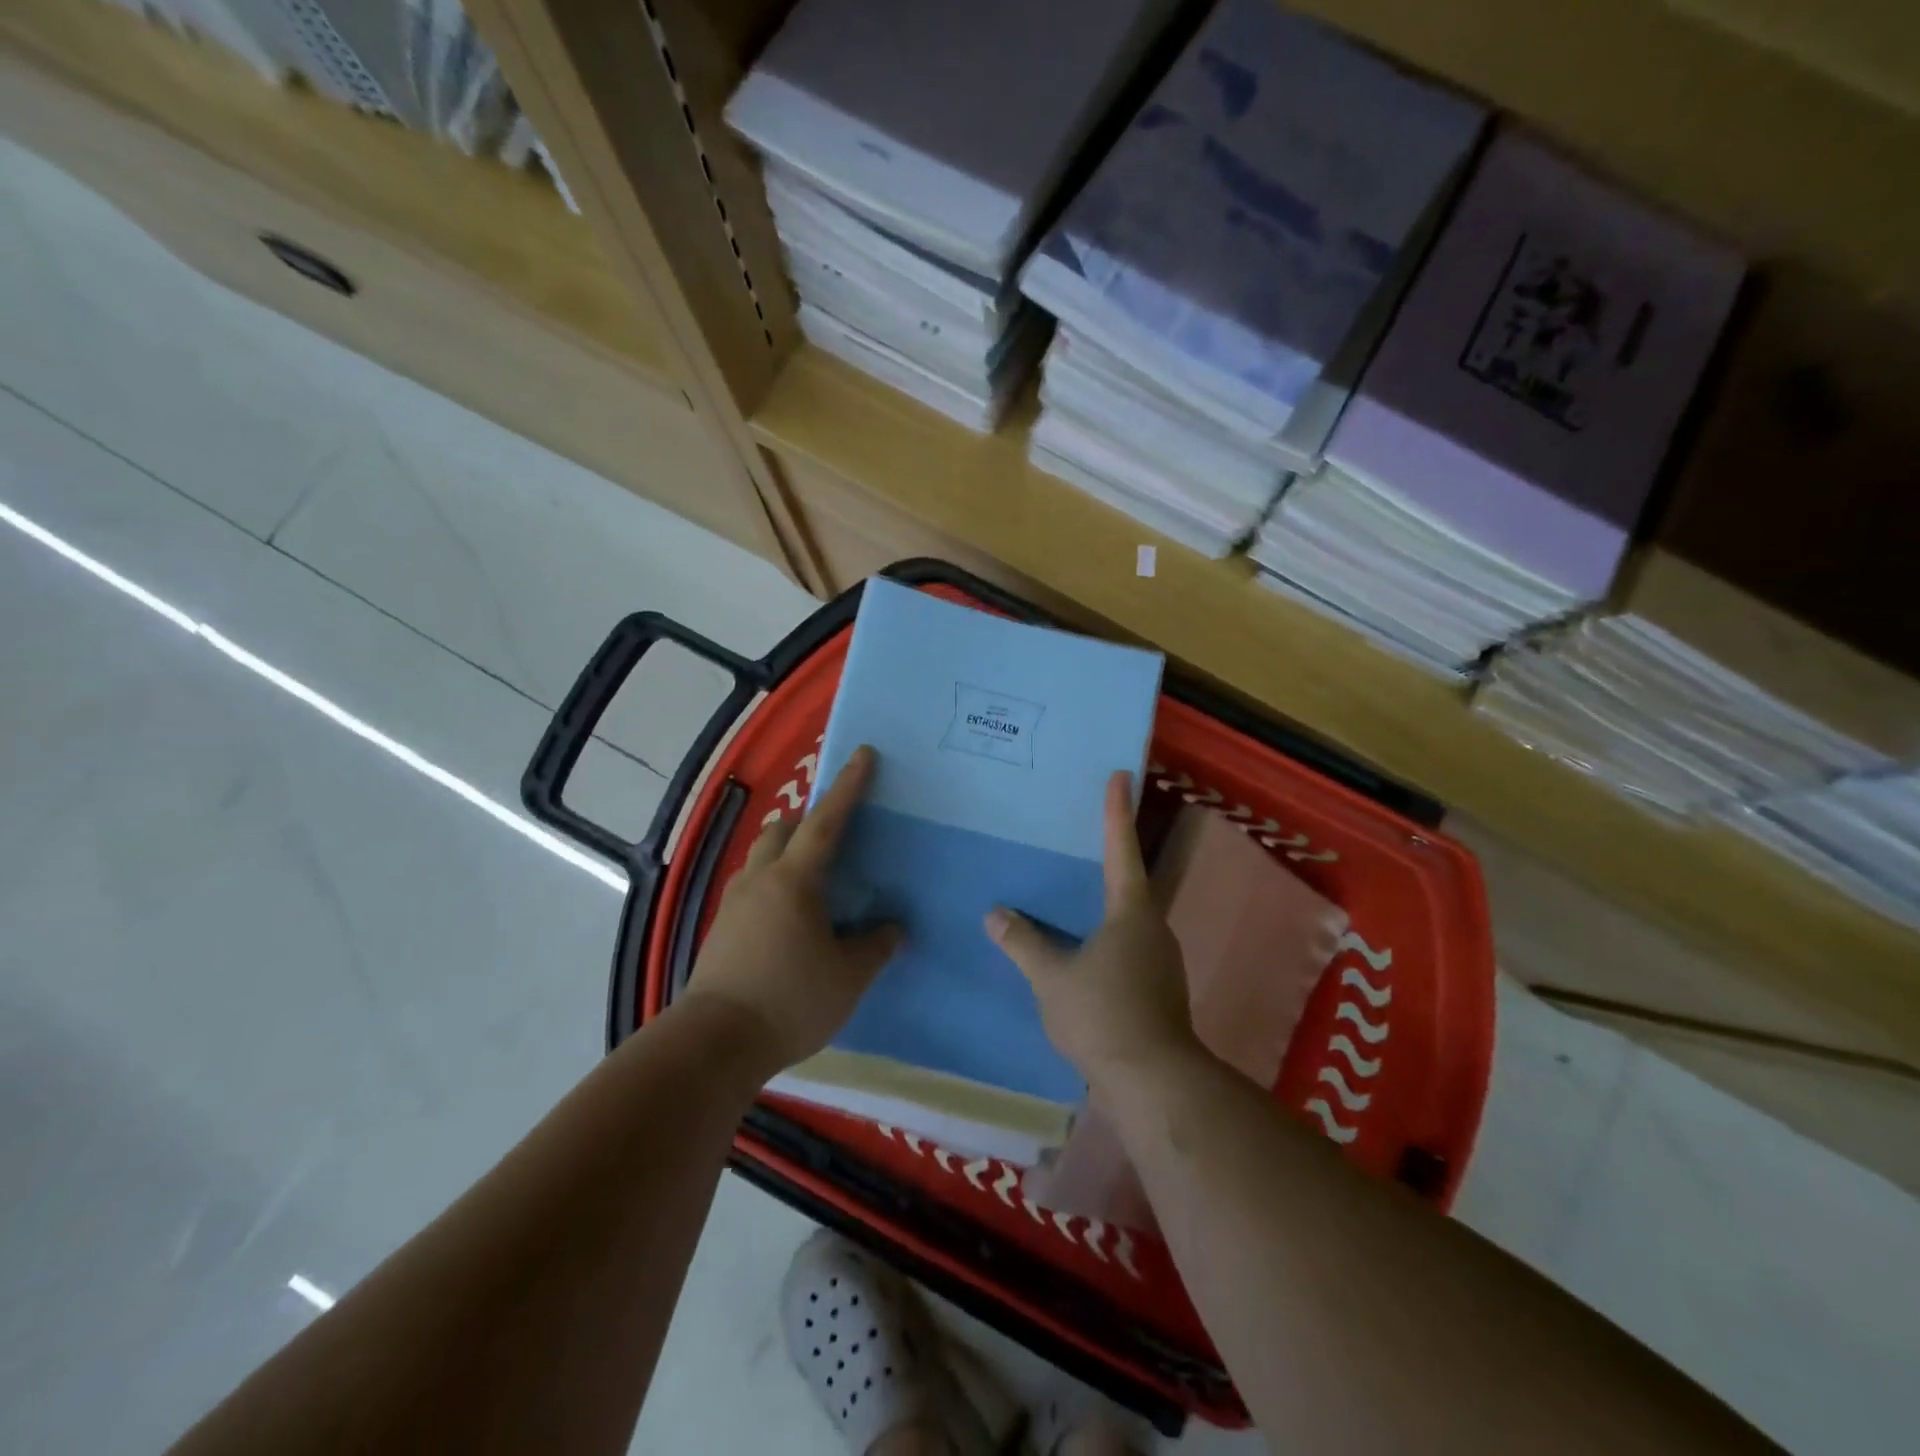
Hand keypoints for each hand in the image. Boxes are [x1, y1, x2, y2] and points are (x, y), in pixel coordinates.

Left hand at [684, 745, 901, 1071]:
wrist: (714, 1043)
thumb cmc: (790, 1000)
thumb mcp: (848, 976)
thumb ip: (875, 946)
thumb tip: (893, 928)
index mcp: (794, 881)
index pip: (825, 822)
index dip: (848, 787)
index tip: (863, 754)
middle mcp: (759, 880)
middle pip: (781, 831)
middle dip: (808, 822)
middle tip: (835, 836)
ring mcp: (733, 904)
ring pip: (761, 859)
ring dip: (786, 854)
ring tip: (813, 881)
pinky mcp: (720, 930)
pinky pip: (751, 888)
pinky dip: (773, 886)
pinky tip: (788, 920)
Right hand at [985, 770, 1198, 1092]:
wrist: (1154, 1082)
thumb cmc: (1104, 1015)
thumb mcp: (1052, 978)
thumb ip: (1024, 944)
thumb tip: (996, 915)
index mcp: (1131, 912)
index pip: (1121, 850)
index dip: (1117, 812)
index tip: (1120, 776)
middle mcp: (1153, 927)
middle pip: (1130, 882)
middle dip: (1111, 856)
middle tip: (1086, 835)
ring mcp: (1160, 959)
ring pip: (1130, 918)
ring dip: (1107, 903)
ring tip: (1077, 896)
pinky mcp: (1158, 988)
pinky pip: (1129, 946)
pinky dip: (1107, 936)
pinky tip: (1085, 951)